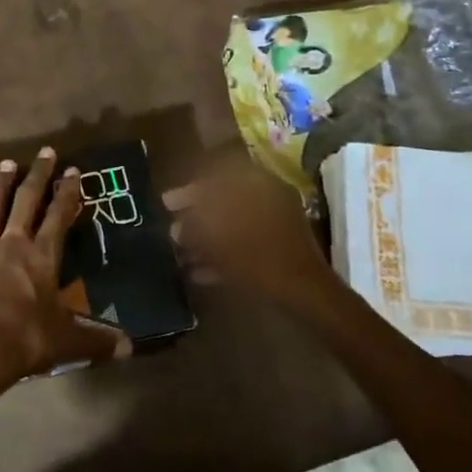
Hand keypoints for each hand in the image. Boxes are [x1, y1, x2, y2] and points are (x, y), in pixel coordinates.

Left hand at [0, 148, 128, 409]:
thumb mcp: (69, 342)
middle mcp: (13, 244)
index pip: (59, 216)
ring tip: (7, 163)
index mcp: (43, 257)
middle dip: (38, 176)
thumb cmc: (28, 341)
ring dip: (1, 186)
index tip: (73, 170)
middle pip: (27, 202)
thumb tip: (131, 347)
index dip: (68, 192)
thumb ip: (99, 340)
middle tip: (45, 152)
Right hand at [164, 157, 338, 308]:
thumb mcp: (217, 242)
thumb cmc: (258, 259)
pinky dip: (224, 254)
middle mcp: (268, 197)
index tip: (166, 204)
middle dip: (195, 217)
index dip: (188, 191)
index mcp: (257, 185)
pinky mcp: (279, 249)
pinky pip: (245, 244)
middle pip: (223, 202)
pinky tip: (199, 272)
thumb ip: (193, 229)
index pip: (216, 177)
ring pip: (233, 224)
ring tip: (181, 254)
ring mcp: (277, 224)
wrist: (304, 293)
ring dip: (207, 238)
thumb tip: (176, 228)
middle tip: (172, 231)